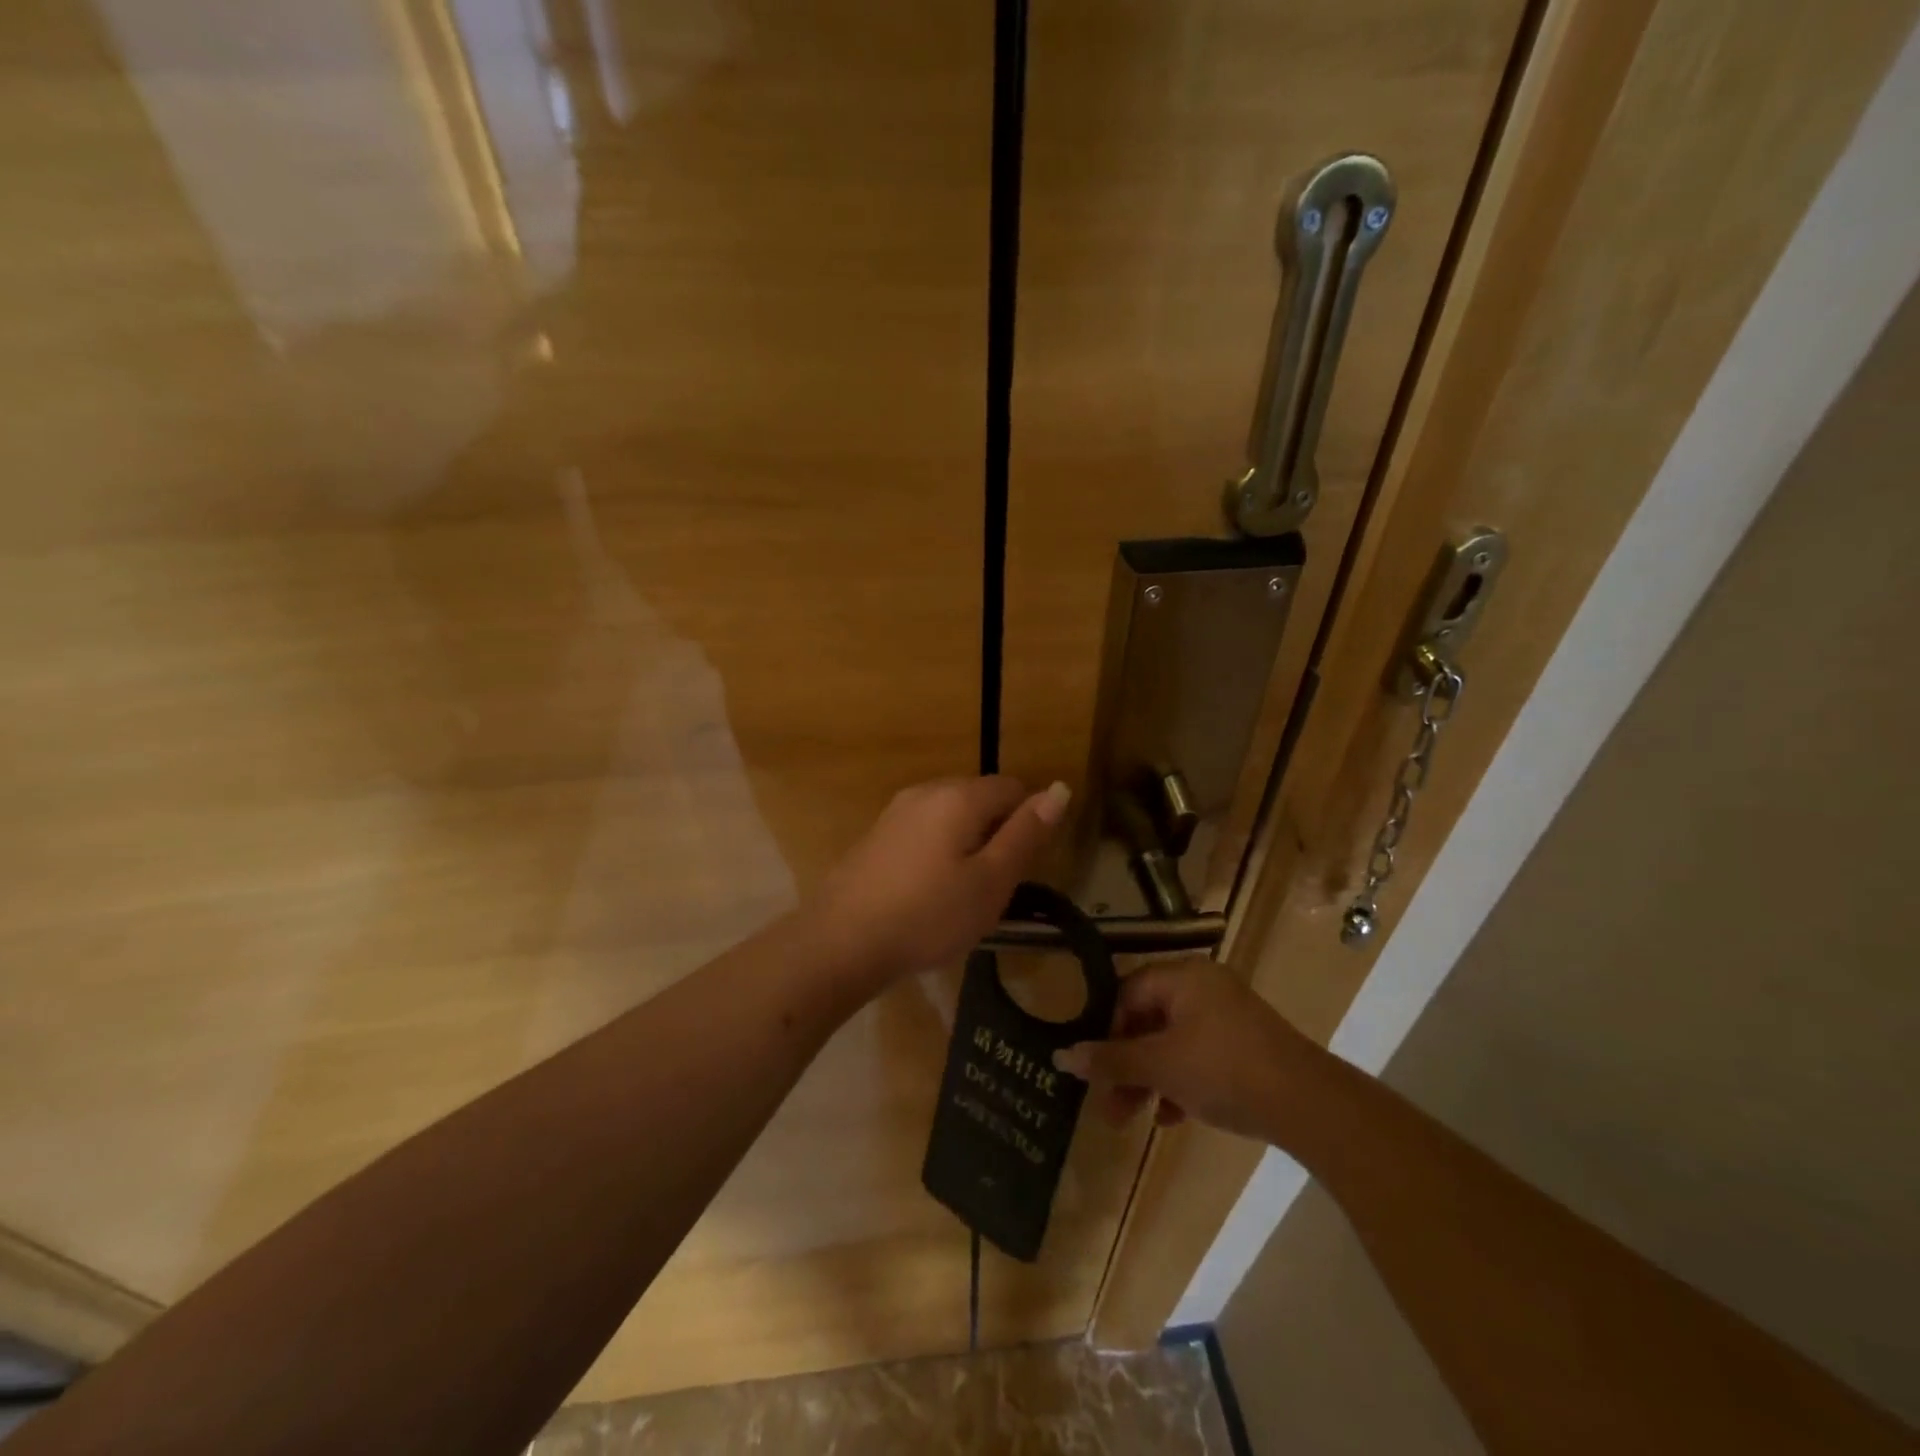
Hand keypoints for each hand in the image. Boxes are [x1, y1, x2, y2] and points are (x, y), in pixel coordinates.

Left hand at [810, 776, 1071, 984]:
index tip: (1021, 868)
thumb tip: (1059, 789)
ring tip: (961, 894)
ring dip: (967, 845)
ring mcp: (896, 811)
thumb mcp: (991, 881)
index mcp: (959, 796)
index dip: (1028, 822)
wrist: (841, 941)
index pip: (1013, 787)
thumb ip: (1026, 834)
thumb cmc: (928, 915)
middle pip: (980, 798)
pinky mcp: (877, 835)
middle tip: (993, 887)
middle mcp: (926, 791)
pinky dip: (938, 852)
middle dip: (997, 833)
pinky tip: (927, 893)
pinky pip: (924, 831)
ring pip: (951, 816)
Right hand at [1053, 961, 1310, 1141]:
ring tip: (1134, 1119)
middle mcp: (1204, 987)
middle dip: (1125, 1065)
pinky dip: (1181, 1083)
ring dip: (1149, 1079)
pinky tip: (1173, 1118)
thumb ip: (1110, 1060)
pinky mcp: (1245, 1046)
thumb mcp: (1159, 1066)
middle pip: (1148, 1021)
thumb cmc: (1223, 1069)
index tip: (1095, 1068)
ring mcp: (1228, 1016)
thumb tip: (1061, 1056)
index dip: (1106, 1030)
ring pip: (1172, 1043)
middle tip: (1109, 1107)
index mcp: (1183, 977)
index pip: (1127, 993)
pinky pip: (1200, 1057)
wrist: (1307, 1103)